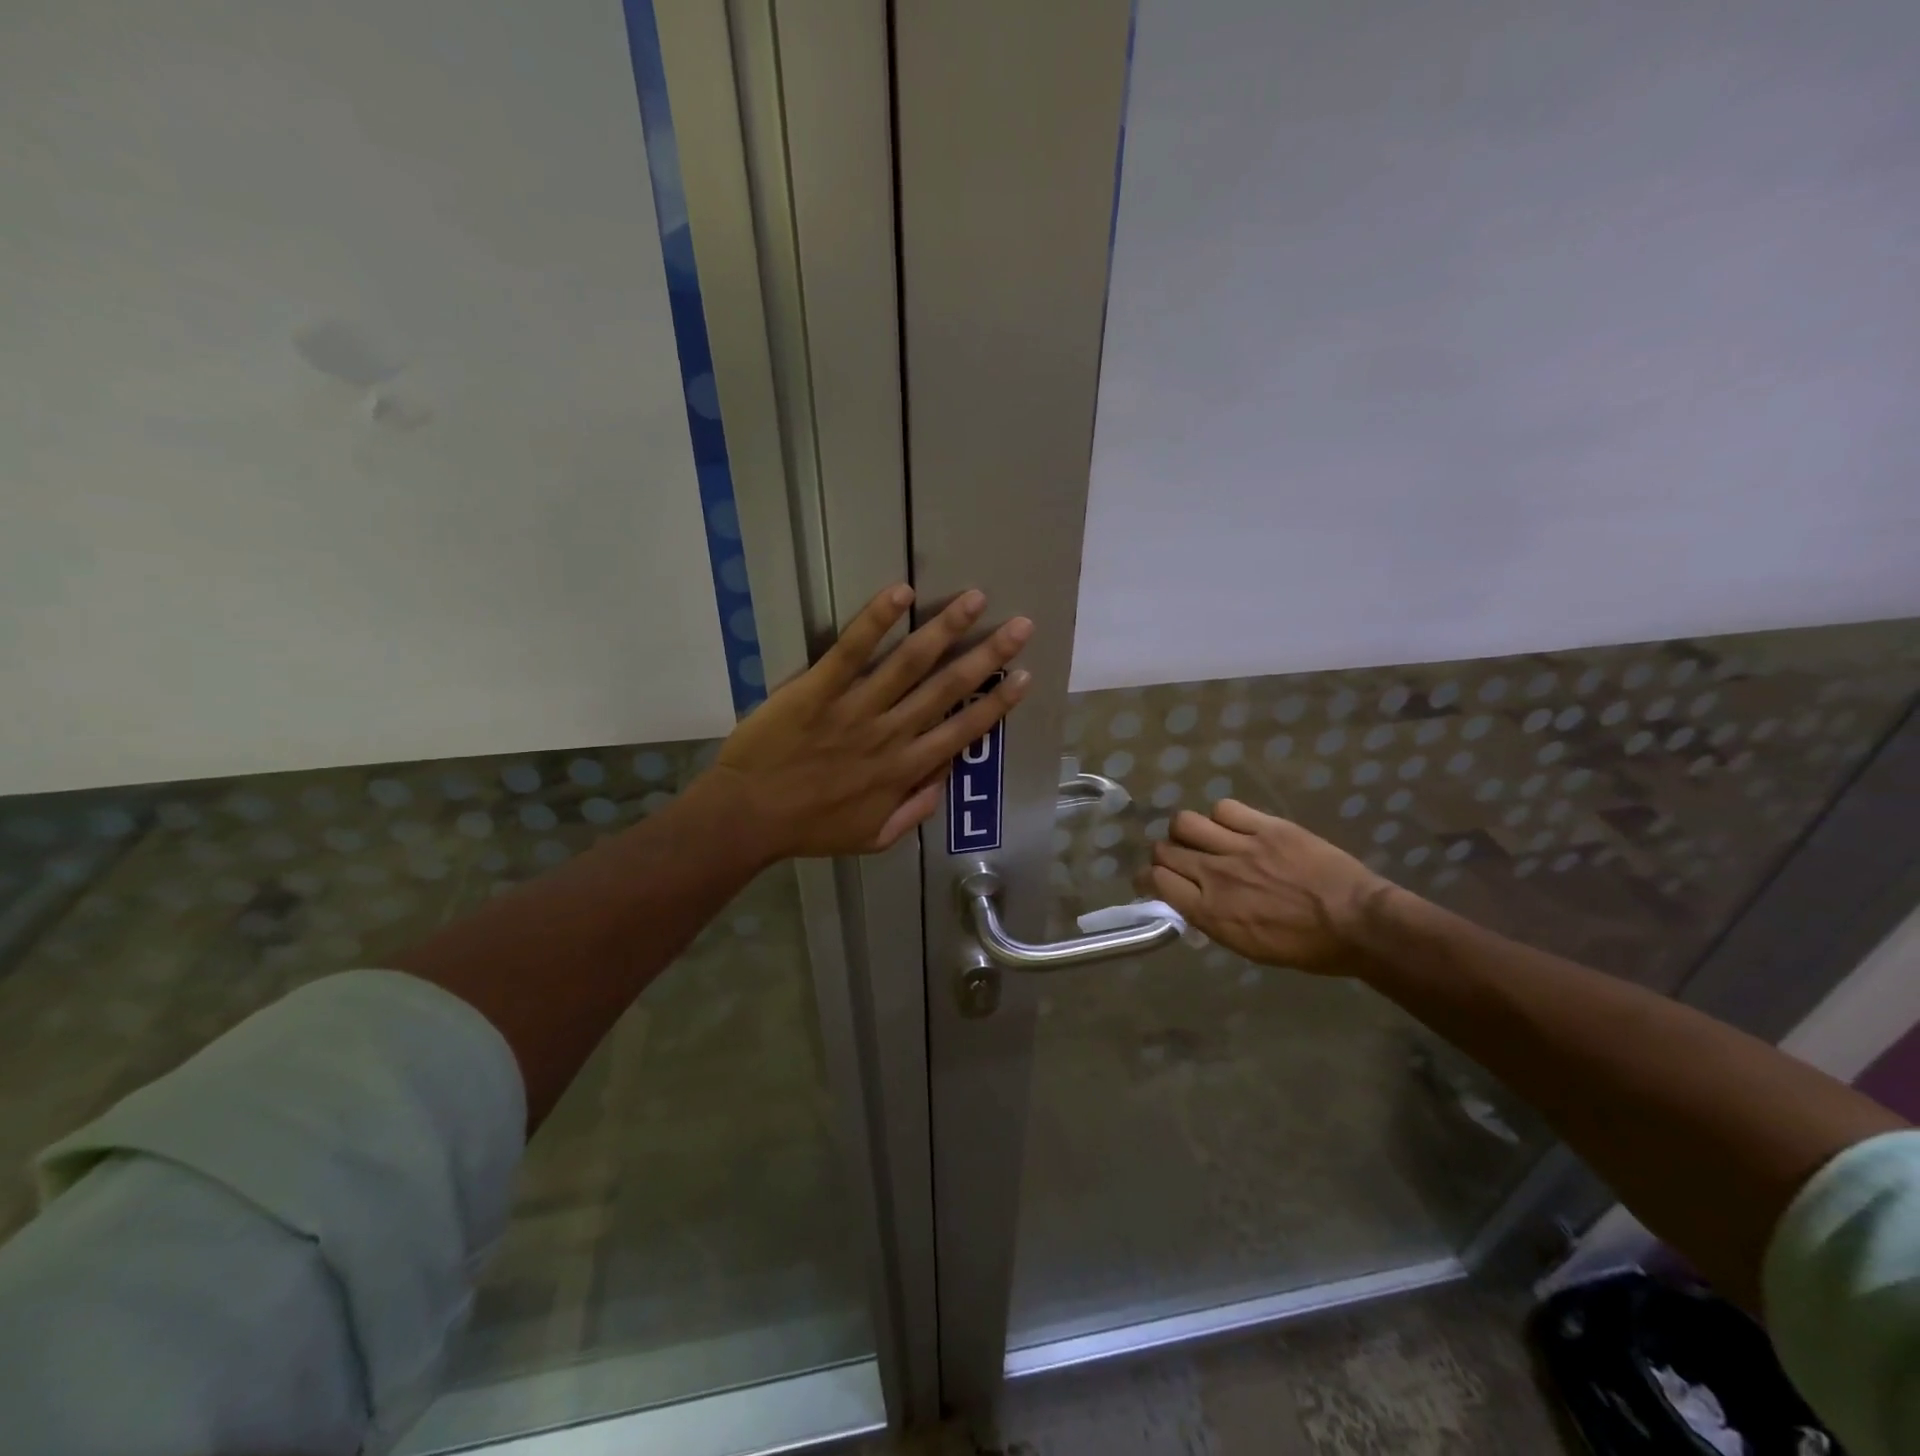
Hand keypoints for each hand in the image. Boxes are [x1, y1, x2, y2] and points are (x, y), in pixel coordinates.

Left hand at [709, 584, 1031, 859]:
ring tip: (975, 599)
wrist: (747, 818)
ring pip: (909, 664)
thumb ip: (913, 811)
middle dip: (988, 655)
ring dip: (946, 629)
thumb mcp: (873, 838)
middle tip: (1020, 626)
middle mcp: (891, 734)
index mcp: (905, 770)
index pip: (963, 730)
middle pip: (948, 688)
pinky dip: (875, 621)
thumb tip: (943, 778)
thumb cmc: (810, 829)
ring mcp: (855, 709)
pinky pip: (851, 651)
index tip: (1024, 677)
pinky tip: (900, 593)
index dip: (997, 703)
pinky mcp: (817, 690)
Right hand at [1146, 800, 1390, 973]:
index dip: (1148, 878)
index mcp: (1210, 911)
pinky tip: (1233, 827)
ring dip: (1186, 832)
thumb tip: (1189, 901)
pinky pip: (1225, 809)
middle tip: (1178, 860)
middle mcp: (1216, 875)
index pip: (1156, 881)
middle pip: (1164, 850)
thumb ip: (1211, 919)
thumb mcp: (1247, 947)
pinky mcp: (1266, 826)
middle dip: (1163, 855)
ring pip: (1185, 823)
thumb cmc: (1305, 947)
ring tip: (1202, 838)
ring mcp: (1241, 847)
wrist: (1358, 923)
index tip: (1152, 879)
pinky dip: (1221, 817)